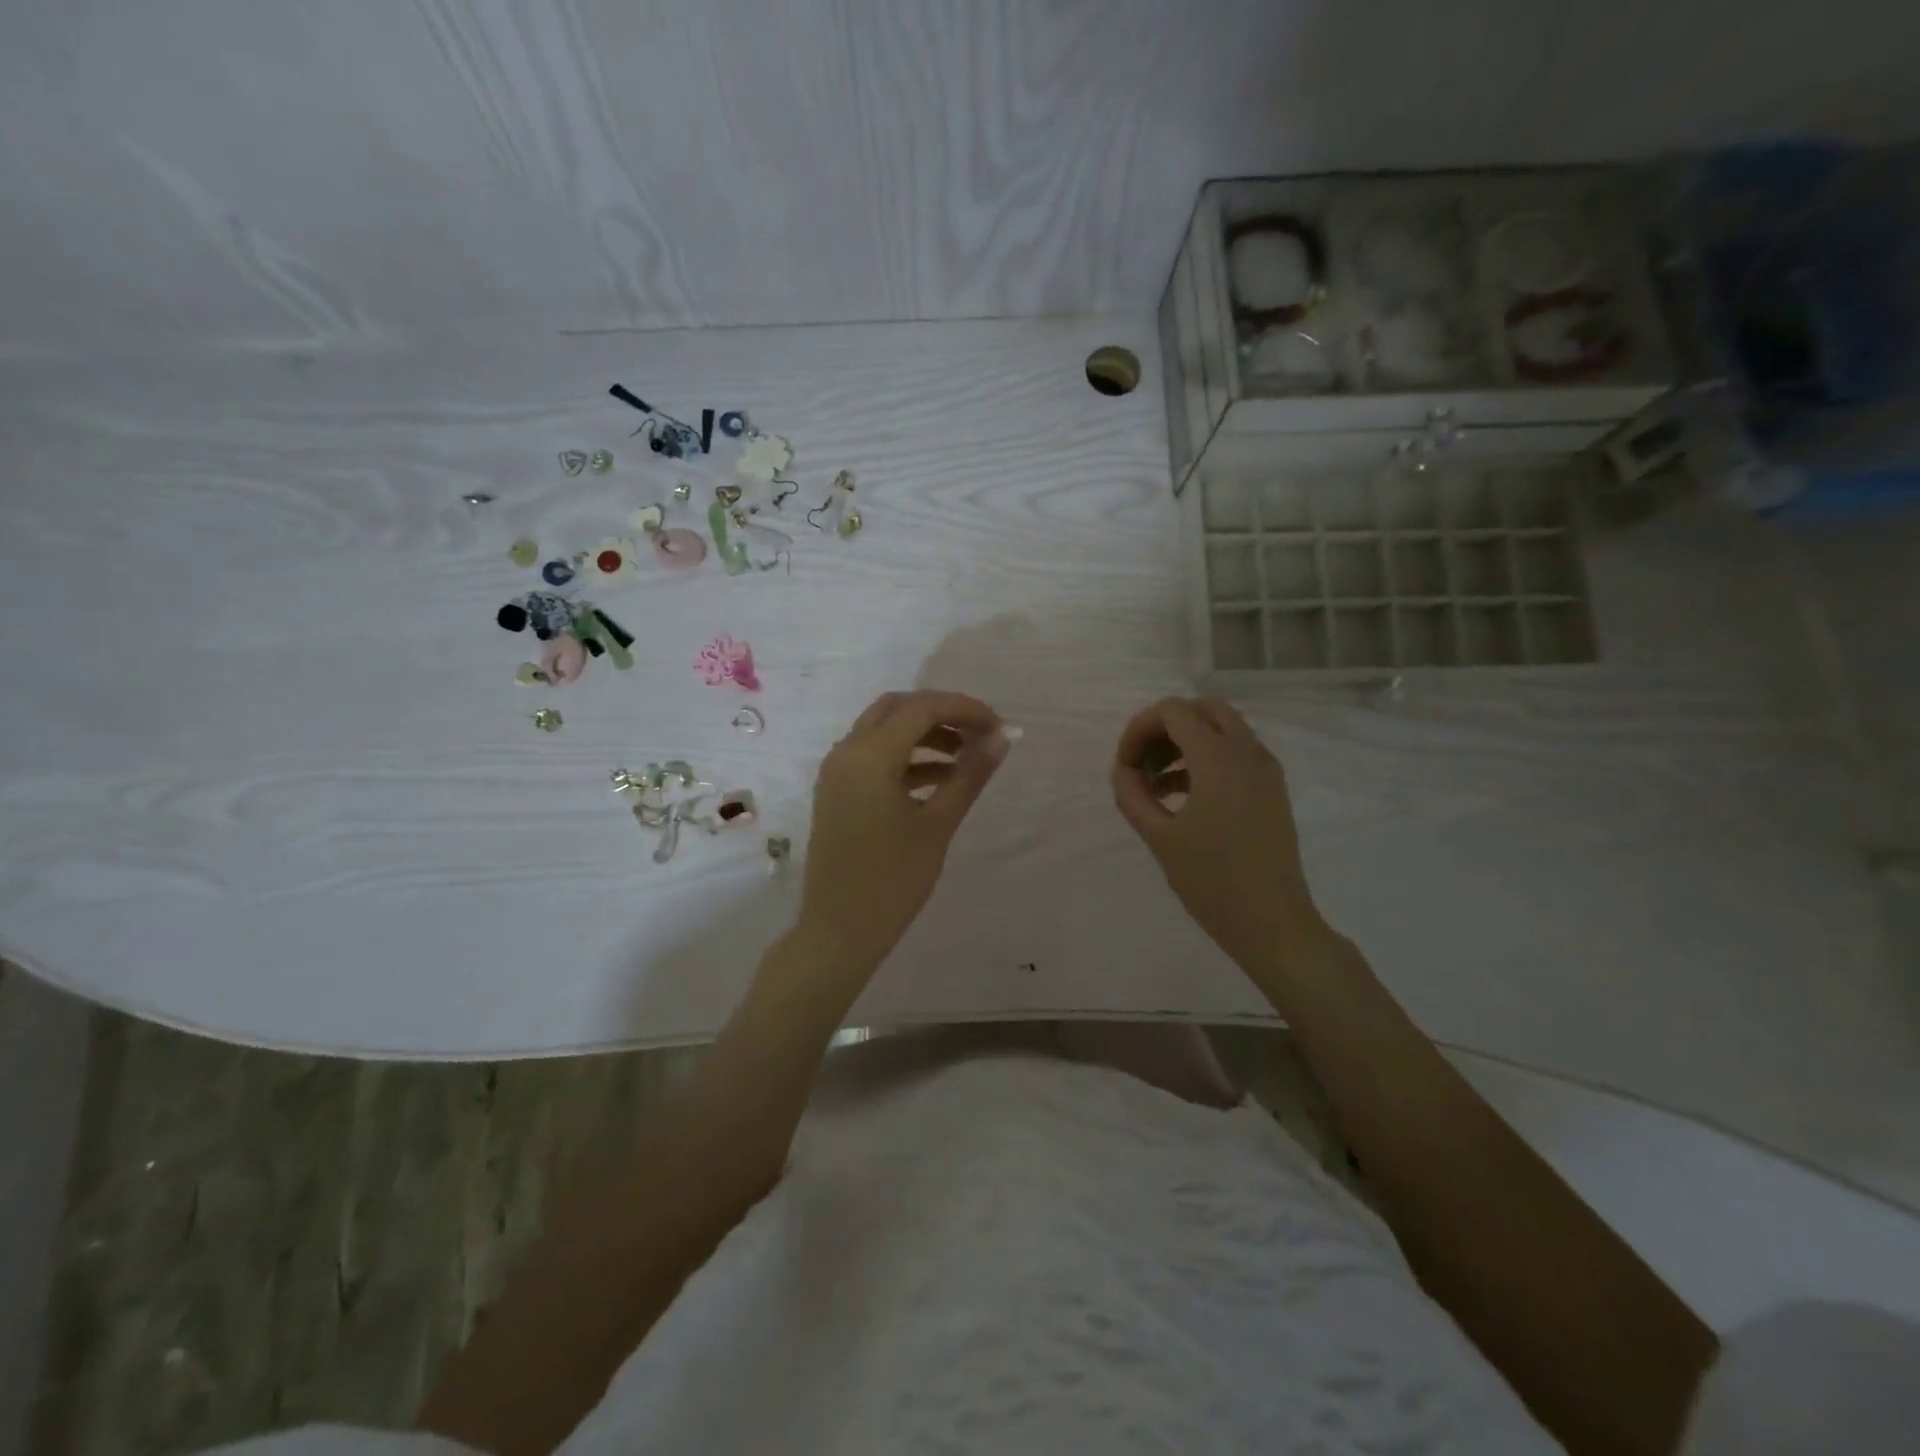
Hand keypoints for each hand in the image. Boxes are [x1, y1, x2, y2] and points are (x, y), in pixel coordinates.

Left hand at [799, 690, 1009, 978]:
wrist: (839, 931)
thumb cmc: (892, 881)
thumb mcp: (937, 826)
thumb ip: (969, 776)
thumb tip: (1002, 738)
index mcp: (869, 756)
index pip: (922, 707)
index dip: (965, 708)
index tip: (999, 726)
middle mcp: (846, 752)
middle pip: (898, 709)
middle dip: (942, 714)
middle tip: (980, 734)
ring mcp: (837, 771)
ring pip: (884, 730)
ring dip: (925, 734)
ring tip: (968, 758)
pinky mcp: (837, 790)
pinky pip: (874, 757)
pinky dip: (906, 757)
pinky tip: (941, 778)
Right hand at [1111, 697, 1330, 978]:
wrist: (1273, 923)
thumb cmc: (1212, 882)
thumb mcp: (1159, 838)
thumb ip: (1132, 795)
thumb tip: (1123, 770)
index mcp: (1218, 758)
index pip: (1172, 711)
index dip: (1138, 730)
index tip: (1124, 766)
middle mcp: (1247, 752)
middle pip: (1201, 709)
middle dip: (1165, 728)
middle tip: (1143, 763)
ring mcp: (1266, 770)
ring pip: (1221, 728)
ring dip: (1185, 743)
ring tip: (1155, 784)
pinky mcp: (1272, 789)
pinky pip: (1236, 753)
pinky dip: (1205, 759)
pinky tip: (1182, 797)